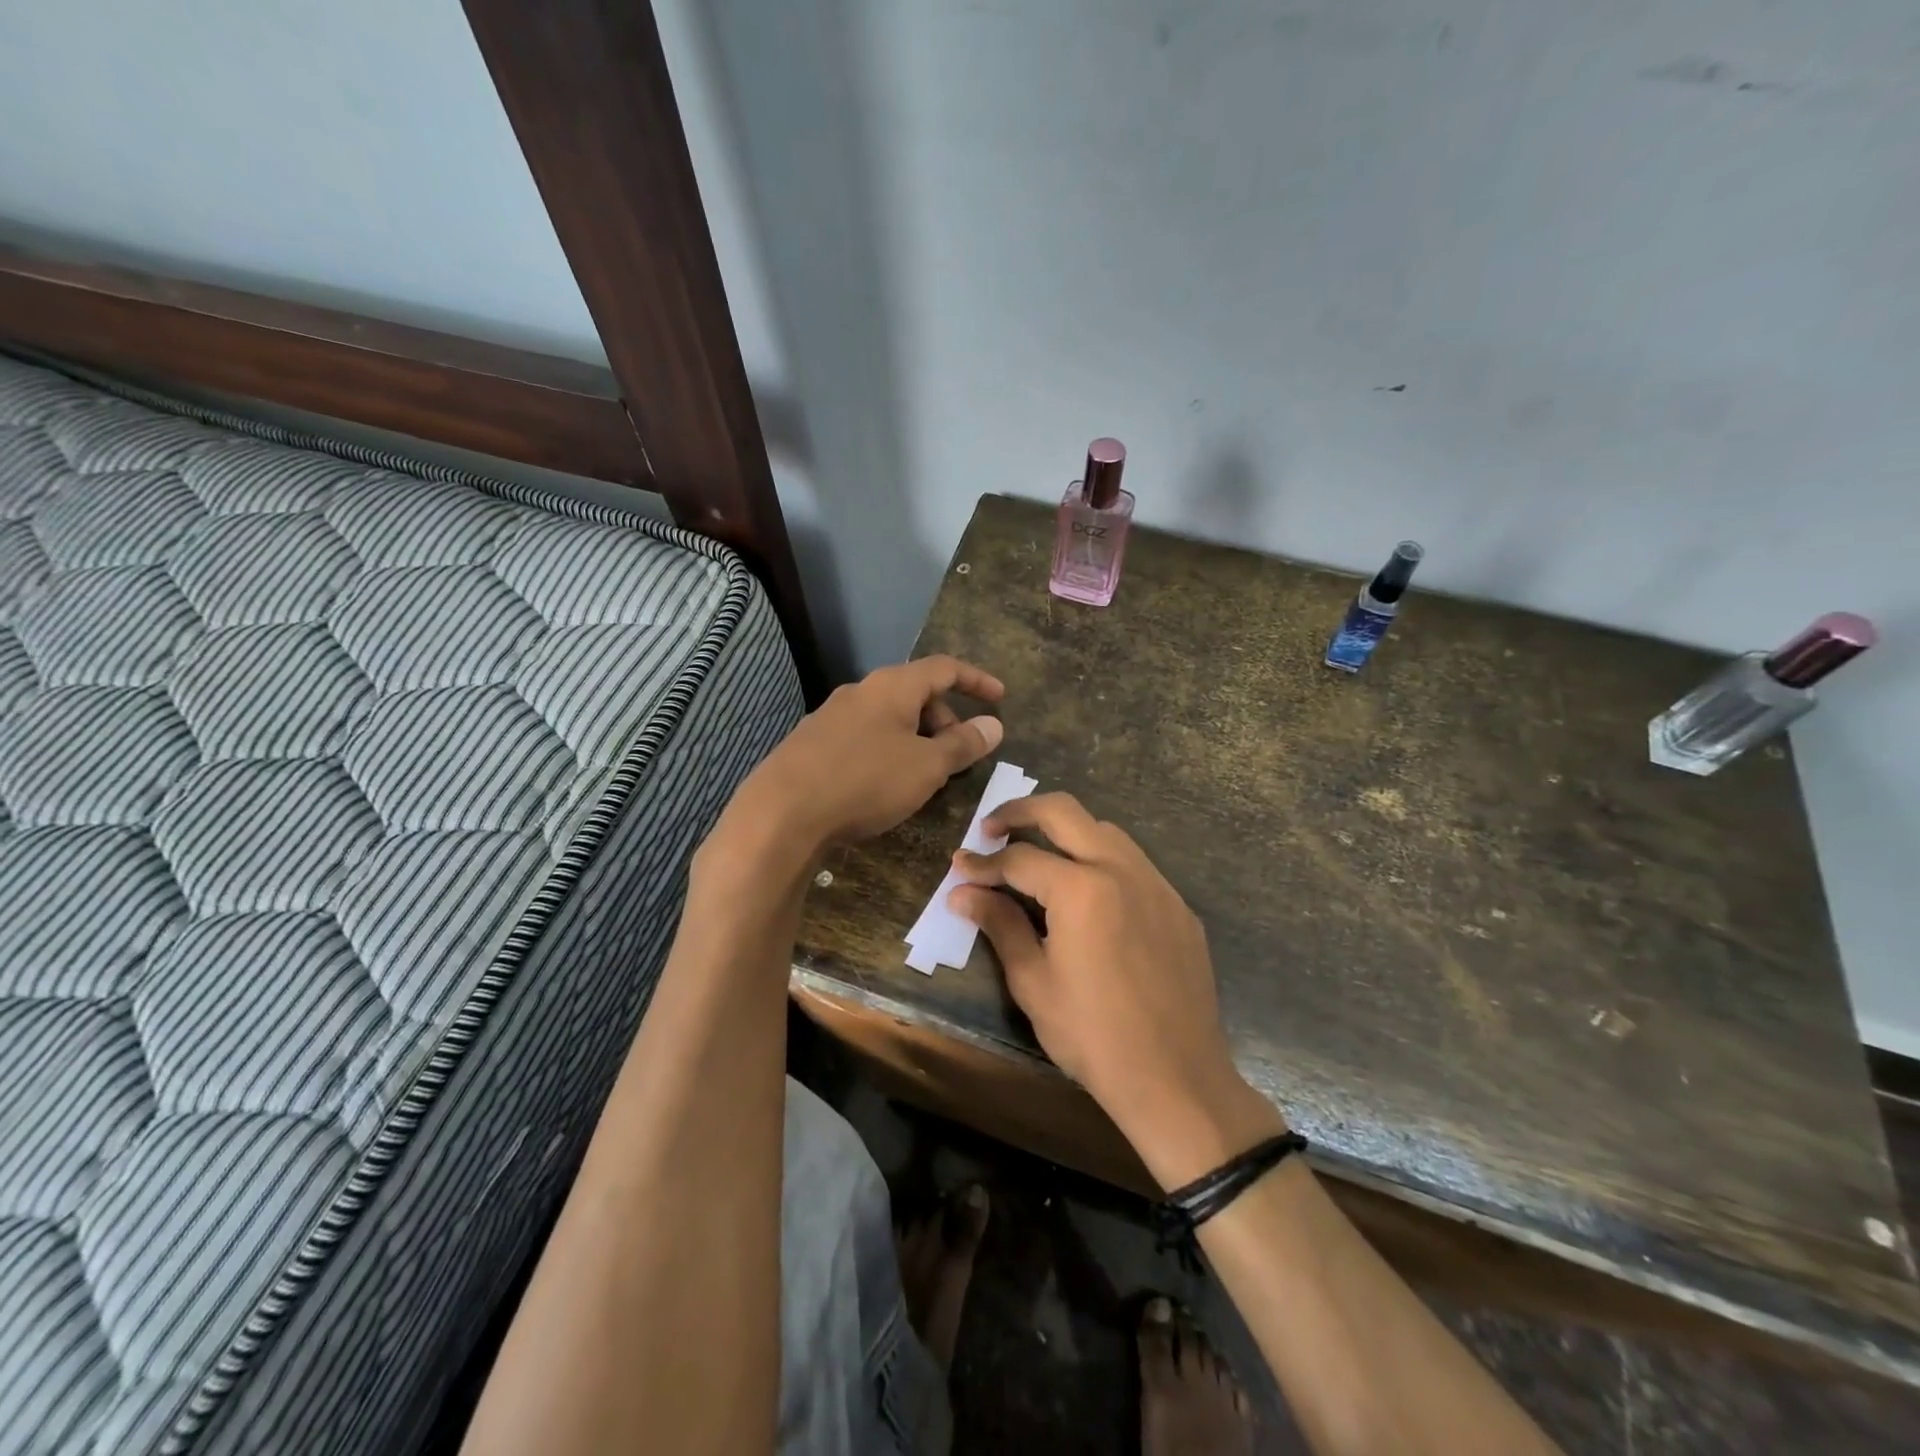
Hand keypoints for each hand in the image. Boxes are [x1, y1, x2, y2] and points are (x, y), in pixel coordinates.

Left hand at [721, 656, 1005, 859]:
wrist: (781, 812)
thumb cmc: (865, 781)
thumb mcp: (926, 766)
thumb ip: (963, 744)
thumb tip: (993, 725)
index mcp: (892, 686)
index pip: (945, 668)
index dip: (977, 681)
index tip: (1000, 699)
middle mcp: (861, 691)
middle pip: (915, 693)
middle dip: (945, 719)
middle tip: (958, 755)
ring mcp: (831, 716)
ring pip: (889, 718)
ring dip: (916, 738)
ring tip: (924, 775)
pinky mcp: (812, 743)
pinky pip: (864, 737)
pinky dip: (888, 751)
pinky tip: (884, 785)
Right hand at [948, 794, 1283, 1187]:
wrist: (1176, 1079)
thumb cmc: (1093, 1035)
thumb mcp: (1033, 982)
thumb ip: (999, 925)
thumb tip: (963, 893)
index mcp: (1081, 888)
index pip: (1019, 859)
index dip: (983, 863)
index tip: (959, 867)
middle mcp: (1122, 869)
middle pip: (1064, 812)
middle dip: (1020, 811)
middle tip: (991, 829)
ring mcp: (1157, 884)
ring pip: (1104, 830)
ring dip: (1065, 831)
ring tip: (1037, 856)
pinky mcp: (1178, 906)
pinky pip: (1134, 864)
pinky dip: (1101, 861)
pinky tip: (1088, 895)